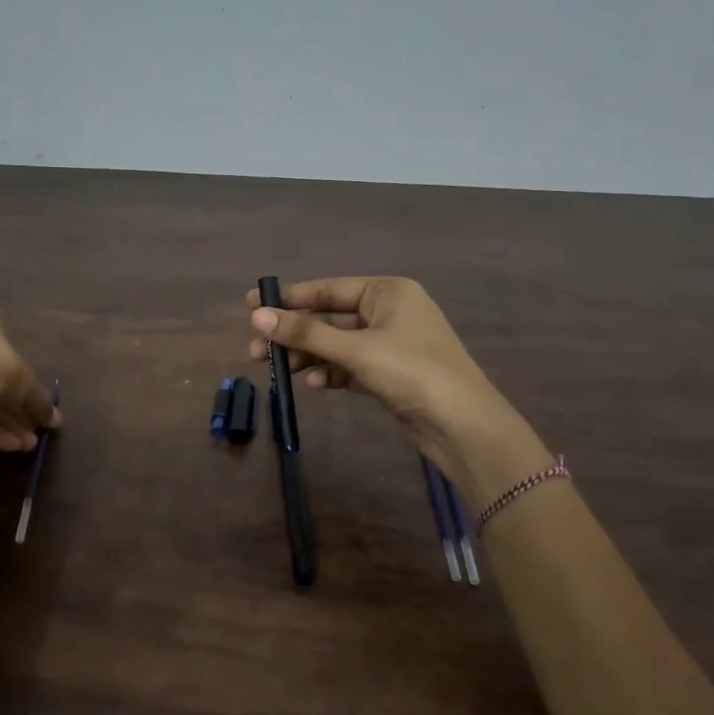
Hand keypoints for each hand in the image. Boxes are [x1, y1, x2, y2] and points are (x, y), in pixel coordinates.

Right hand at [245, 277, 542, 493]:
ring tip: (280, 371)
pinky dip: (330, 372)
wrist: (463, 425)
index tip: (249, 305)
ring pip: (338, 344)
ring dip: (309, 355)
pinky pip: (350, 365)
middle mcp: (390, 311)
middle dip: (295, 334)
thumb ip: (305, 332)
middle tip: (256, 350)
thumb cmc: (411, 371)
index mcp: (388, 291)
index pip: (328, 289)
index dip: (288, 298)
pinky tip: (313, 385)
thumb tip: (256, 316)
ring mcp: (392, 343)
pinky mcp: (391, 373)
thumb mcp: (355, 349)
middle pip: (330, 317)